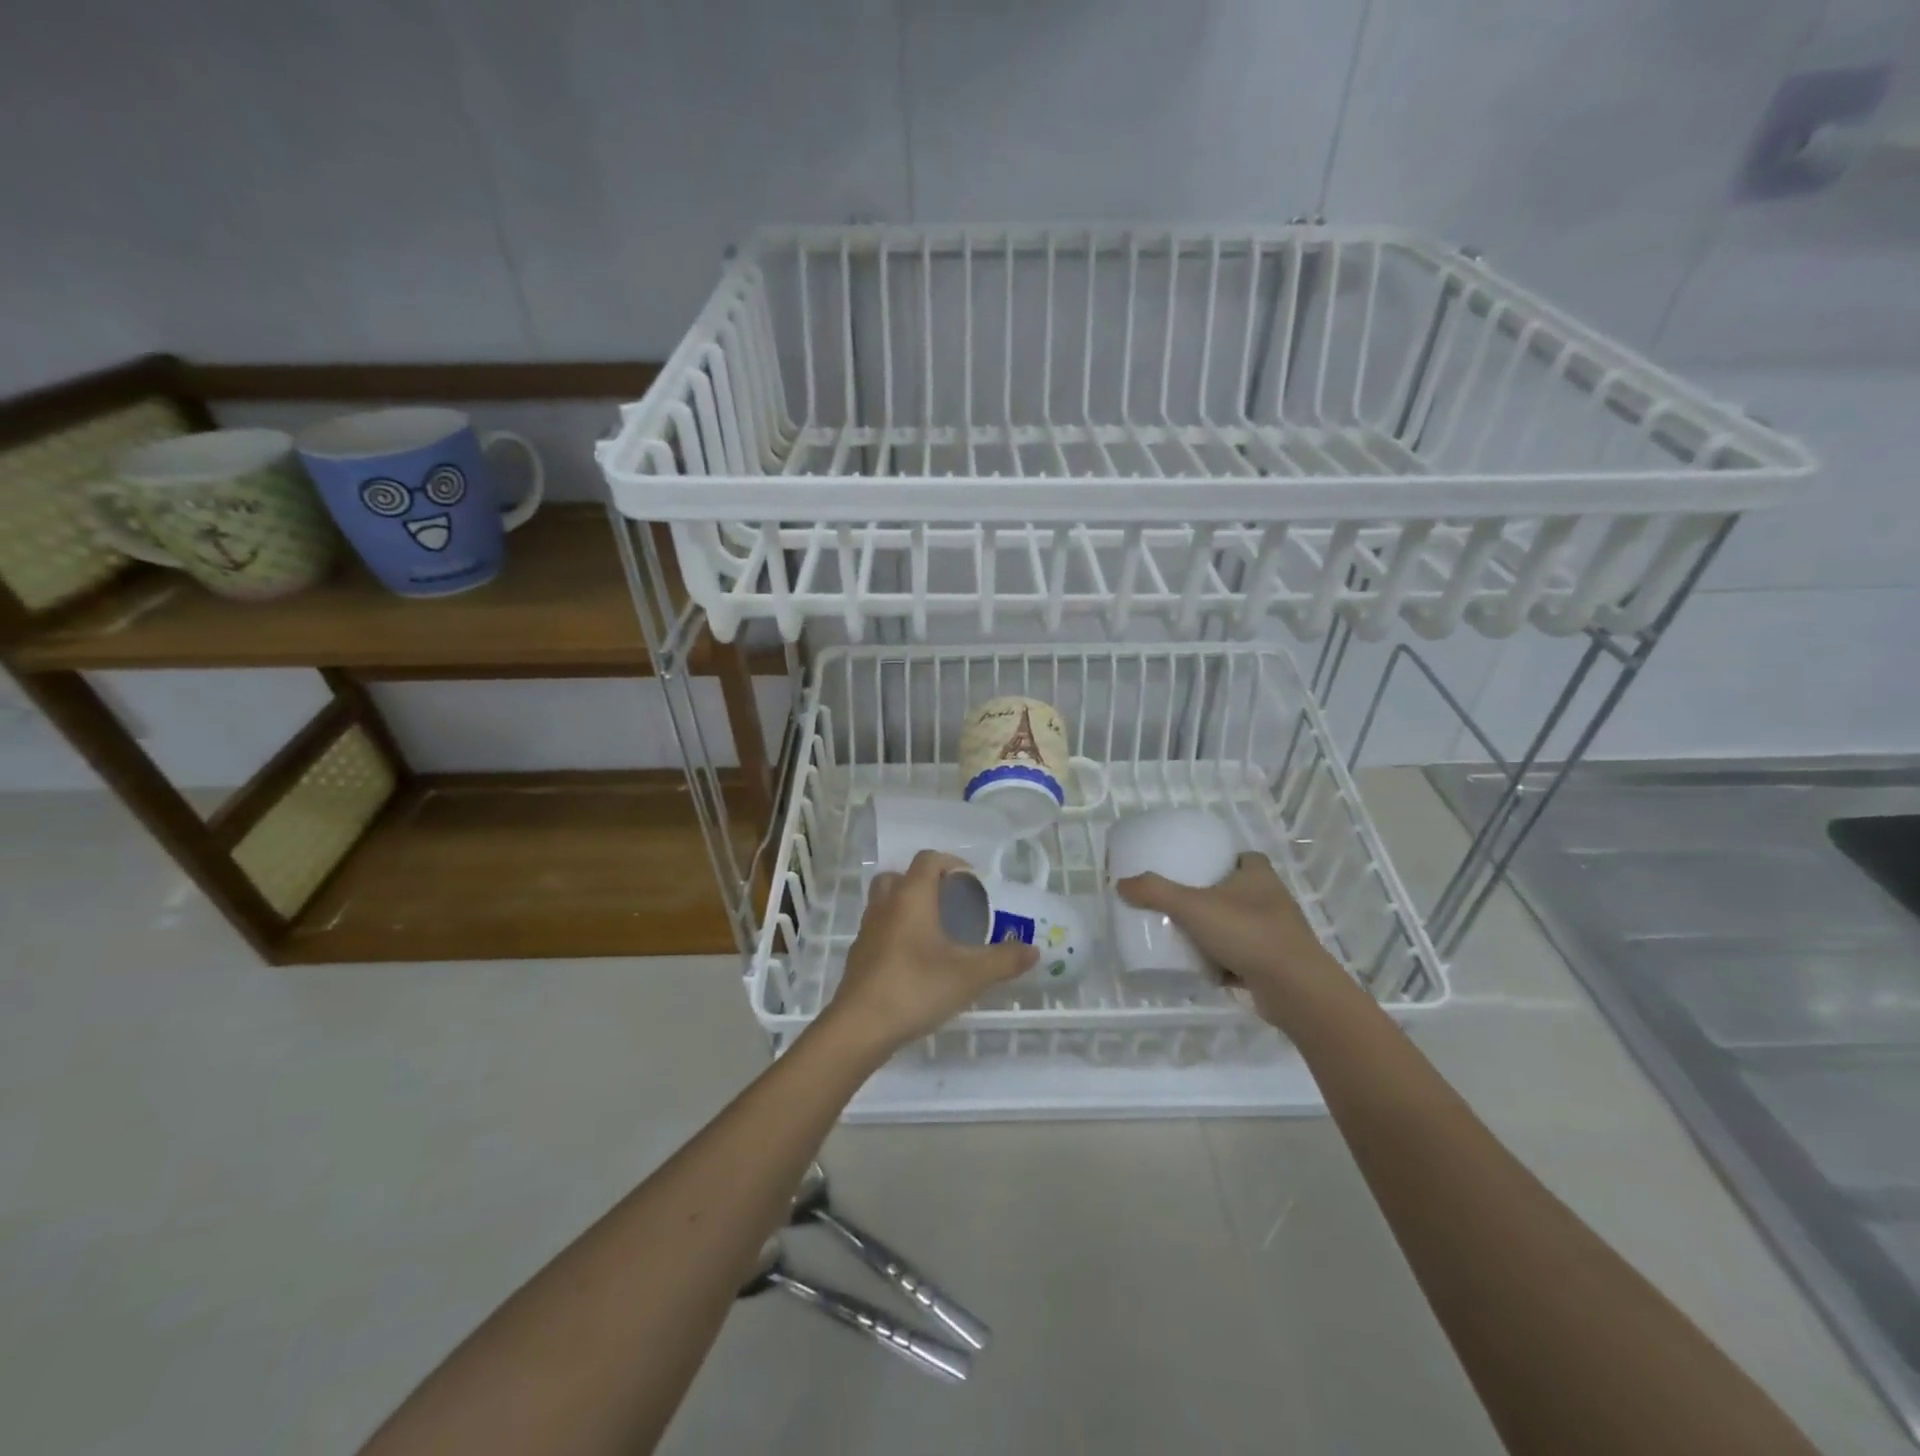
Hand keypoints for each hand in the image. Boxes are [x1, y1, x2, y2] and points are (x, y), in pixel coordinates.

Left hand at [824, 850, 1037, 1054]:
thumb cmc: (916, 987)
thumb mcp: (970, 975)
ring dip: (907, 907)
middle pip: (900, 876)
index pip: (928, 860)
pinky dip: (896, 933)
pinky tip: (915, 961)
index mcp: (911, 896)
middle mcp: (885, 904)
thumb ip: (1004, 960)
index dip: (952, 863)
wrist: (860, 1026)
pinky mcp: (858, 955)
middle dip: (925, 883)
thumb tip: (1033, 950)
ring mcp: (867, 930)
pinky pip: (879, 930)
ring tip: (935, 932)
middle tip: (950, 904)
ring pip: (885, 902)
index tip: (973, 883)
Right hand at [1117, 852, 1346, 1028]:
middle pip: (1239, 891)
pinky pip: (1244, 957)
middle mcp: (1272, 900)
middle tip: (1181, 902)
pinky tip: (1204, 969)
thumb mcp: (1192, 906)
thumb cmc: (1247, 932)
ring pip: (1241, 926)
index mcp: (1259, 876)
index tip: (1196, 868)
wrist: (1294, 989)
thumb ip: (1155, 892)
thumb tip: (1120, 884)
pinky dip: (1226, 962)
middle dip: (1213, 897)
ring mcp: (1277, 935)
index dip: (1222, 859)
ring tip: (1187, 935)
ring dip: (1219, 931)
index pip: (1243, 857)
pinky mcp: (1276, 965)